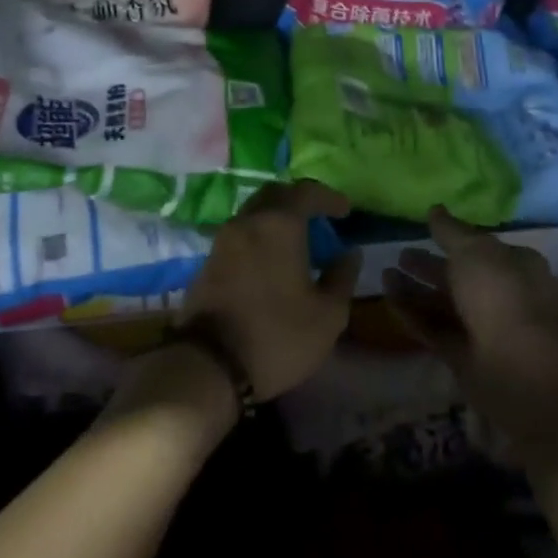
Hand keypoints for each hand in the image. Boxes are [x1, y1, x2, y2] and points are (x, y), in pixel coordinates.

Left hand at [180, 180, 360, 401]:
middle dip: (300, 200)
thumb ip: (342, 278)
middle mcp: (249, 220)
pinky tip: (271, 258)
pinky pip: (240, 233)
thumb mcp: (327, 315)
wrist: (208, 365)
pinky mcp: (209, 259)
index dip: (329, 198)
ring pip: (255, 212)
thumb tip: (349, 253)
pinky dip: (259, 235)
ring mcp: (224, 238)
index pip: (307, 191)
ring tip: (296, 240)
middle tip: (319, 217)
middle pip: (276, 194)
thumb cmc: (277, 335)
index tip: (345, 211)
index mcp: (279, 223)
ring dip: (277, 217)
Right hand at [382, 208, 557, 455]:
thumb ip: (450, 231)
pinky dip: (412, 313)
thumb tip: (435, 210)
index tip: (427, 231)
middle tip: (400, 254)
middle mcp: (502, 296)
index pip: (483, 248)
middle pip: (460, 276)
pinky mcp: (463, 356)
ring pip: (444, 303)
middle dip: (430, 265)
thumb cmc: (502, 296)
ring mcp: (483, 329)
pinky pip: (434, 328)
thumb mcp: (474, 250)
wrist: (520, 372)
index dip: (456, 239)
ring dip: (416, 289)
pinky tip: (387, 298)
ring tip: (384, 272)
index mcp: (516, 266)